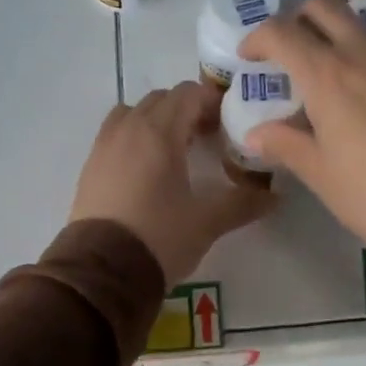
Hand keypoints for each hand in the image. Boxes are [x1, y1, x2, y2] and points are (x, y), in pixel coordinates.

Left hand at [68, 80, 272, 285]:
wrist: (101, 271)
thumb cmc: (159, 238)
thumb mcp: (207, 222)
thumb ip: (242, 204)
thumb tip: (275, 197)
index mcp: (159, 133)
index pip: (188, 94)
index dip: (212, 101)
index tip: (229, 123)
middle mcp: (128, 129)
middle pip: (161, 99)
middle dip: (186, 110)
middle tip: (208, 137)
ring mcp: (103, 147)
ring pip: (132, 113)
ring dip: (156, 120)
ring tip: (174, 150)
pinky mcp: (90, 168)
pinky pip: (114, 135)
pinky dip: (134, 138)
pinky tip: (147, 170)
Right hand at [239, 0, 365, 262]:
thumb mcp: (322, 175)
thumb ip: (285, 145)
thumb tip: (256, 133)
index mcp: (329, 76)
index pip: (281, 32)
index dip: (257, 38)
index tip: (249, 57)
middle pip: (325, 6)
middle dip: (298, 18)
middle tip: (290, 51)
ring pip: (362, 28)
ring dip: (338, 40)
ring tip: (334, 86)